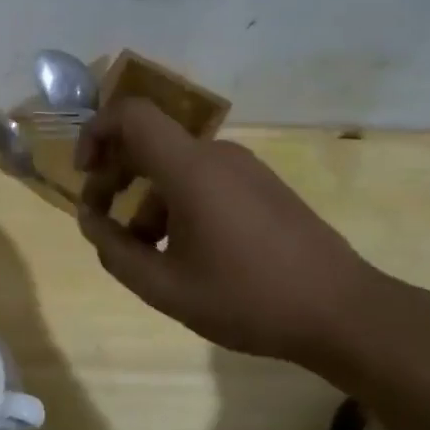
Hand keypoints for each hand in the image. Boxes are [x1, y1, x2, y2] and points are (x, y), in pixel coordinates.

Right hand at [73, 97, 385, 364]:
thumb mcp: (163, 287)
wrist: (344, 313)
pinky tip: (181, 253)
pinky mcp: (262, 188)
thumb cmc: (247, 298)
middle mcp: (216, 156)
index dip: (95, 133)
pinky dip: (175, 205)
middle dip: (113, 176)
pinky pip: (202, 181)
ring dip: (144, 200)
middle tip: (101, 221)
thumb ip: (114, 250)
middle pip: (147, 143)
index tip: (85, 174)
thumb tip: (91, 220)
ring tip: (142, 252)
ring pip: (173, 168)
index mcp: (190, 170)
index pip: (131, 116)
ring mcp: (244, 170)